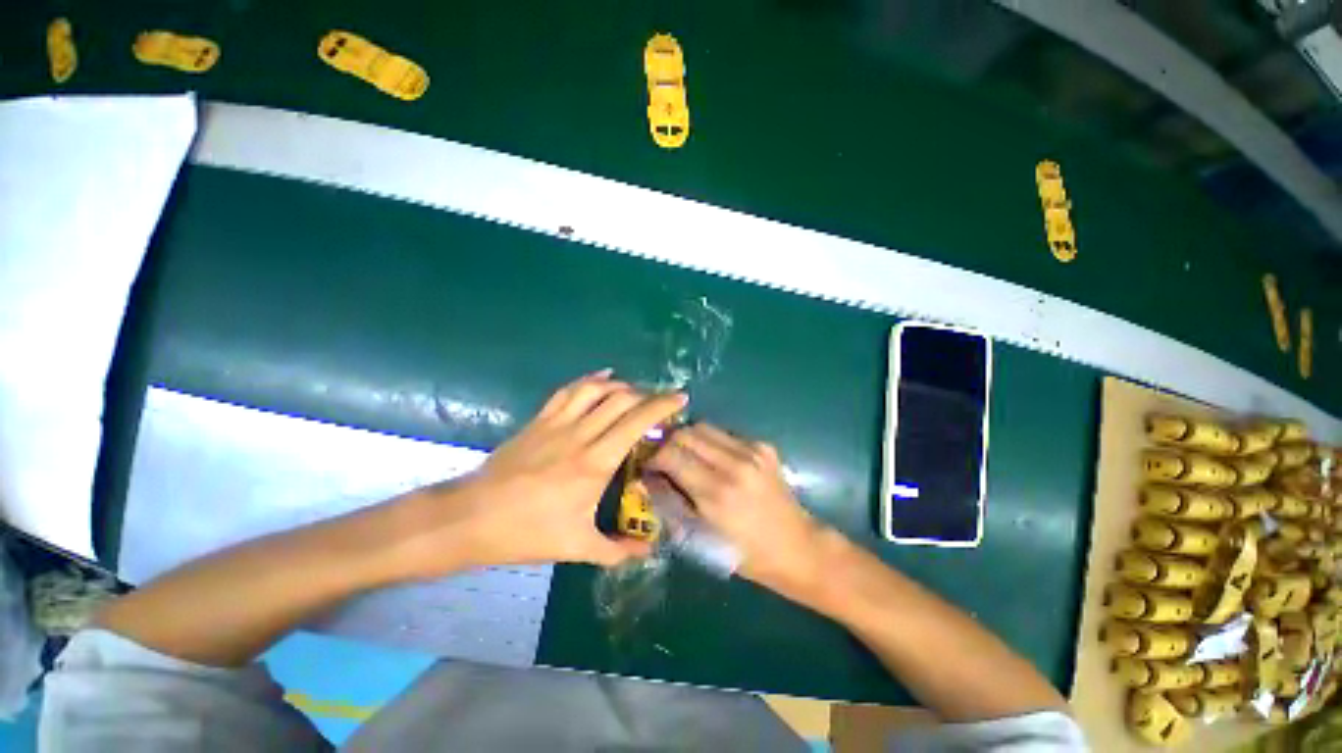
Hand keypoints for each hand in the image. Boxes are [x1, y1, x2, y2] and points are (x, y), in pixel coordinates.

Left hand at [427, 370, 686, 569]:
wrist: (471, 518)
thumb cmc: (526, 533)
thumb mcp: (576, 547)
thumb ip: (617, 549)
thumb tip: (648, 550)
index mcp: (595, 463)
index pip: (636, 422)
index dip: (662, 406)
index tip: (680, 398)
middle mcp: (580, 434)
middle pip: (621, 399)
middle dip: (648, 394)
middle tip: (662, 401)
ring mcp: (557, 423)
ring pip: (596, 390)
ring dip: (621, 386)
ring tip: (636, 392)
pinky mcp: (540, 419)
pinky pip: (569, 390)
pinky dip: (590, 380)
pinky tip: (602, 378)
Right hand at [646, 424, 826, 594]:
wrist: (798, 547)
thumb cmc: (746, 555)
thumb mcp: (701, 540)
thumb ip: (672, 504)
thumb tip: (648, 479)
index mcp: (717, 493)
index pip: (670, 455)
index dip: (652, 457)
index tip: (647, 466)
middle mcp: (734, 464)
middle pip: (685, 433)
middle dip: (668, 443)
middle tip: (663, 458)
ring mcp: (751, 451)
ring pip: (704, 427)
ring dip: (688, 439)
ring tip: (686, 456)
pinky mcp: (763, 446)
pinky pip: (724, 434)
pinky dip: (710, 442)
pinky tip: (713, 459)